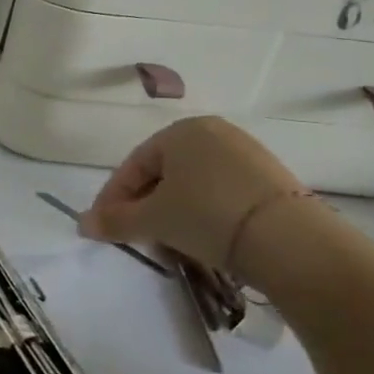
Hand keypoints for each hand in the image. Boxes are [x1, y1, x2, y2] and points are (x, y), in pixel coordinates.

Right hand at [78, 116, 306, 271]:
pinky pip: (222, 193)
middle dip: (144, 205)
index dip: (113, 198)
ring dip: (173, 212)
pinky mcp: (273, 180)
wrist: (291, 241)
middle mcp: (214, 133)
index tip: (103, 226)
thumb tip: (82, 225)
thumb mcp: (152, 220)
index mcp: (180, 131)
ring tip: (168, 242)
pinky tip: (203, 238)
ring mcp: (248, 154)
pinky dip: (204, 213)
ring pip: (193, 185)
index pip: (133, 166)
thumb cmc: (207, 215)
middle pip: (163, 173)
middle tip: (135, 235)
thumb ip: (114, 220)